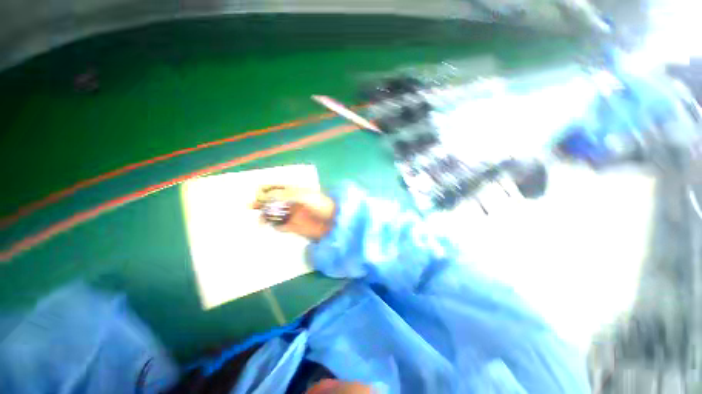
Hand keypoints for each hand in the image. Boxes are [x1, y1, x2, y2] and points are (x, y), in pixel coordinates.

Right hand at [251, 185, 335, 239]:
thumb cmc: (321, 205)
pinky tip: (267, 226)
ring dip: (264, 215)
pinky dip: (272, 225)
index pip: (275, 187)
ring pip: (273, 213)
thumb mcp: (303, 196)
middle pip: (271, 200)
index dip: (264, 189)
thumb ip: (285, 195)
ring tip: (258, 220)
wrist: (333, 221)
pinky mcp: (293, 225)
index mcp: (293, 191)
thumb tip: (265, 195)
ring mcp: (291, 214)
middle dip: (261, 202)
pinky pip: (279, 224)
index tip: (257, 194)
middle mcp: (290, 201)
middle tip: (250, 206)